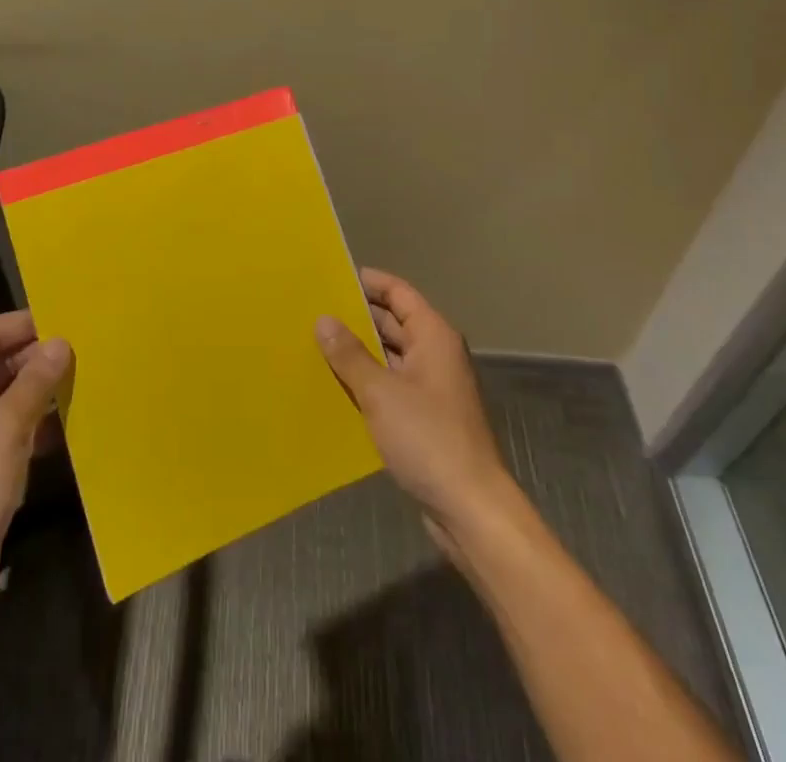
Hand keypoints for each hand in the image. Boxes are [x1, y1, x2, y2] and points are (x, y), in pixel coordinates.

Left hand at [0, 311, 71, 659]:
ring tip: (85, 385)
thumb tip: (60, 342)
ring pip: (4, 401)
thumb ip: (35, 382)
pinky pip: (5, 434)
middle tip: (86, 354)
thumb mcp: (6, 430)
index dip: (28, 324)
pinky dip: (33, 428)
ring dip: (39, 395)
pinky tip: (68, 430)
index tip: (72, 320)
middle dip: (37, 361)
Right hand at [317, 269, 520, 559]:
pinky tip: (337, 386)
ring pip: (390, 356)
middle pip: (394, 322)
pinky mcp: (427, 417)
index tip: (332, 277)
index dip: (368, 282)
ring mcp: (433, 387)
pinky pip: (392, 384)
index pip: (398, 293)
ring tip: (316, 344)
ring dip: (359, 351)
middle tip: (313, 311)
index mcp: (433, 336)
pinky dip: (368, 380)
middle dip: (357, 316)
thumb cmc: (428, 439)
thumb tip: (323, 319)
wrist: (471, 509)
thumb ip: (350, 354)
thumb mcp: (380, 393)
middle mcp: (436, 354)